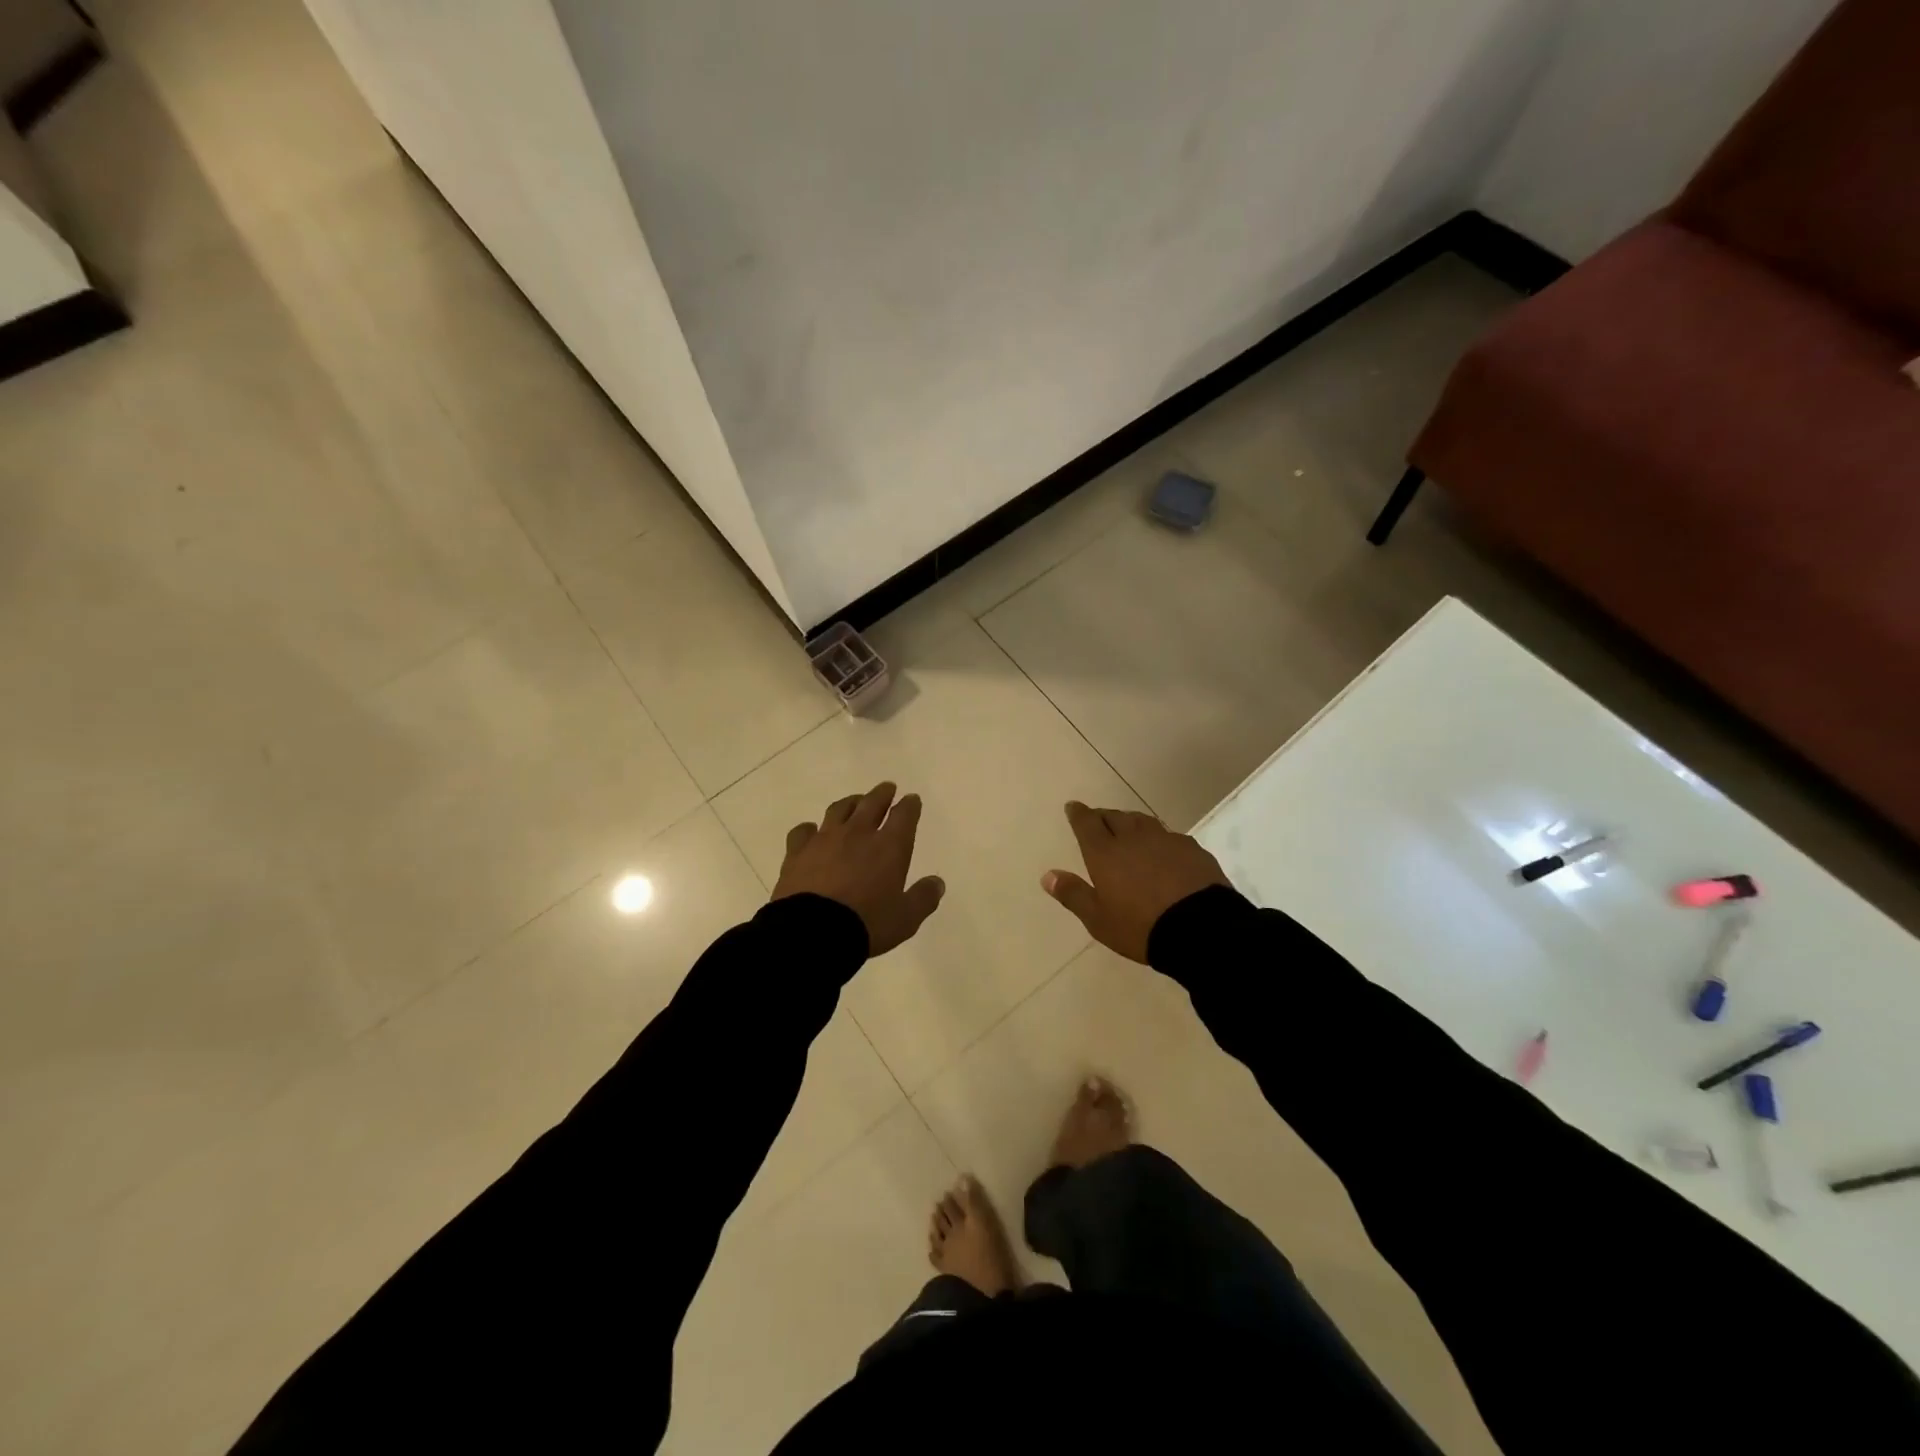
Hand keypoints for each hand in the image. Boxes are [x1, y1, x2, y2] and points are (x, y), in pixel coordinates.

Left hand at [773, 782, 944, 956]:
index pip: (904, 815)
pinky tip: (811, 831)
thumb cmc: (867, 924)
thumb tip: (937, 882)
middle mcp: (858, 834)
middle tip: (887, 788)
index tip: (912, 799)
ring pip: (839, 810)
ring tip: (855, 802)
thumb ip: (923, 898)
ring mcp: (824, 839)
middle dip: (882, 794)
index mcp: (889, 846)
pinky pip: (804, 831)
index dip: (910, 805)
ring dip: (850, 803)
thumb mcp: (906, 918)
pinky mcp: (797, 852)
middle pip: (872, 803)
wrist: (812, 932)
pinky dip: (810, 828)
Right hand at [1041, 802, 1228, 962]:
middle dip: (1104, 816)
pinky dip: (1158, 838)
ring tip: (1128, 829)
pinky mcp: (1192, 849)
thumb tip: (1047, 875)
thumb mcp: (1098, 919)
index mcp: (1105, 853)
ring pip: (1143, 821)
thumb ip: (1073, 894)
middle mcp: (1134, 838)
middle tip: (1098, 820)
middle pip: (1115, 816)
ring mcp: (1166, 840)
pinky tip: (1162, 850)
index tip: (1073, 807)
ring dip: (1131, 822)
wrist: (1202, 929)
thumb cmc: (1140, 927)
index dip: (1078, 813)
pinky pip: (1169, 836)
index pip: (1087, 823)